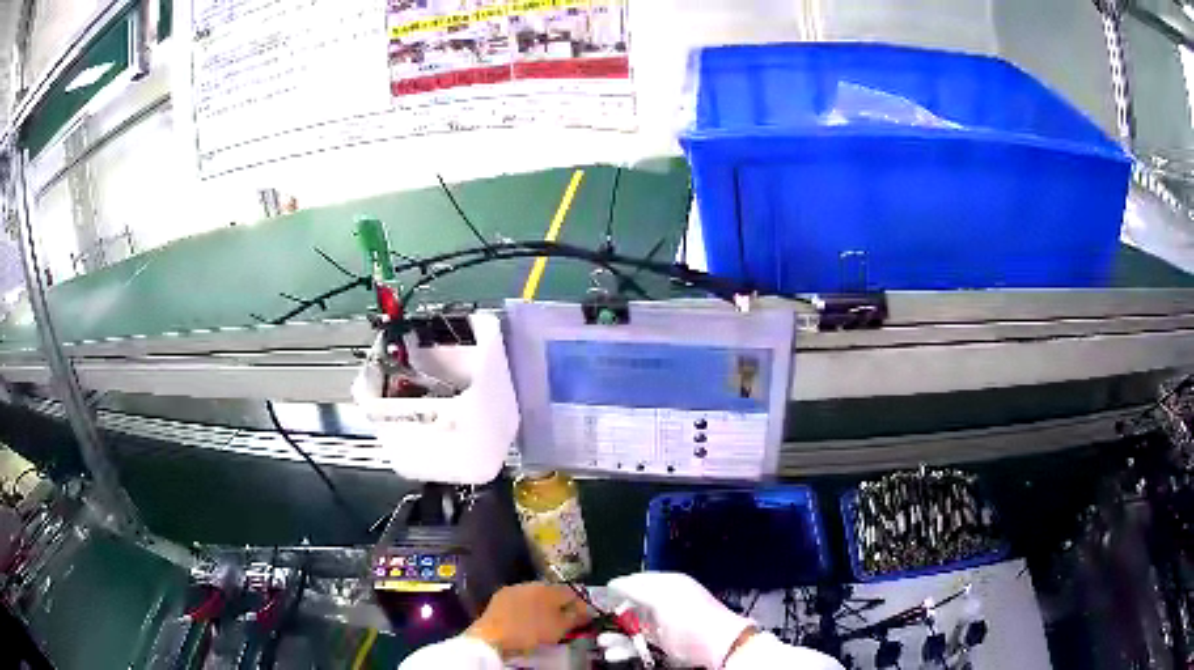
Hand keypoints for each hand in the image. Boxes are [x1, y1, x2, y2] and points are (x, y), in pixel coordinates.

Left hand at [465, 583, 591, 657]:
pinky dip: (526, 607)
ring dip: (542, 605)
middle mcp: (532, 583)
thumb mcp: (560, 628)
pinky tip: (526, 618)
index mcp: (550, 589)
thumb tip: (586, 611)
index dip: (579, 605)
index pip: (572, 592)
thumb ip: (575, 617)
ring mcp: (514, 588)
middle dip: (559, 604)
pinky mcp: (500, 596)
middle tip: (563, 619)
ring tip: (544, 620)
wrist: (494, 635)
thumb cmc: (531, 632)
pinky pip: (520, 599)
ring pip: (535, 595)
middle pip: (553, 592)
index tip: (582, 617)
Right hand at [608, 572, 753, 668]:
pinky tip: (612, 653)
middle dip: (614, 614)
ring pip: (634, 627)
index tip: (597, 595)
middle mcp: (667, 602)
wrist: (719, 647)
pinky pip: (641, 644)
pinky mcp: (666, 645)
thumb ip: (636, 588)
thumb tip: (613, 582)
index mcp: (669, 584)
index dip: (618, 587)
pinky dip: (626, 648)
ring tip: (601, 642)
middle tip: (596, 621)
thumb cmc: (690, 618)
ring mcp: (666, 625)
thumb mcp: (662, 598)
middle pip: (633, 605)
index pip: (638, 580)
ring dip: (617, 635)